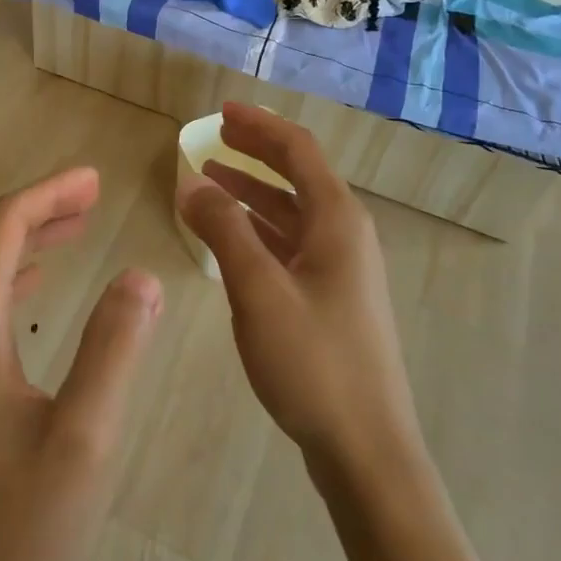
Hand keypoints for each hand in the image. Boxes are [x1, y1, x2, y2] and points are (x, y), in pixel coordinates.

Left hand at [0, 167, 163, 560]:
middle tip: (92, 193)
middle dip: (38, 207)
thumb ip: (113, 349)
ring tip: (76, 225)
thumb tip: (141, 275)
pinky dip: (11, 275)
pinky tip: (35, 284)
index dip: (47, 194)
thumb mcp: (82, 442)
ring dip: (25, 239)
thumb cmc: (14, 534)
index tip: (94, 179)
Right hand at [178, 104, 422, 481]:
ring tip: (210, 179)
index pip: (298, 150)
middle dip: (256, 151)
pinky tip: (230, 238)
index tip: (221, 111)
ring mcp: (341, 269)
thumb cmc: (313, 362)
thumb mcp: (259, 290)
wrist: (367, 450)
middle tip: (213, 136)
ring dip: (253, 191)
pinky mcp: (332, 299)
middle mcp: (345, 234)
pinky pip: (291, 244)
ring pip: (292, 212)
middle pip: (298, 175)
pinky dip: (259, 229)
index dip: (259, 125)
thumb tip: (193, 181)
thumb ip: (224, 230)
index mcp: (337, 220)